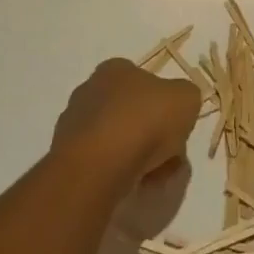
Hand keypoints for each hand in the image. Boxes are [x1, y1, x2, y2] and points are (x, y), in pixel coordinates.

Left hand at [52, 59, 201, 193]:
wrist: (99, 165)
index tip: (175, 124)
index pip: (143, 80)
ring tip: (154, 175)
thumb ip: (185, 96)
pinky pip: (103, 162)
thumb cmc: (145, 121)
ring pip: (118, 139)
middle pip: (132, 112)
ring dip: (138, 155)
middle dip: (152, 134)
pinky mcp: (66, 156)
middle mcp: (89, 90)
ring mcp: (74, 124)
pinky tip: (132, 184)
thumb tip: (178, 106)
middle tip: (170, 154)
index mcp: (115, 69)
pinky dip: (119, 172)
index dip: (164, 103)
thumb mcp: (186, 98)